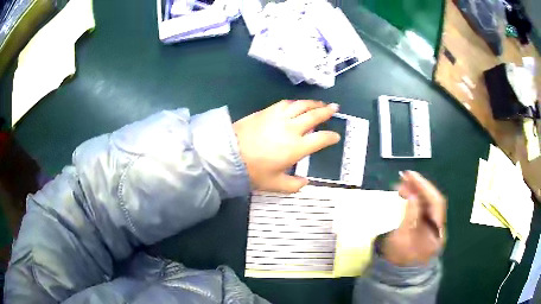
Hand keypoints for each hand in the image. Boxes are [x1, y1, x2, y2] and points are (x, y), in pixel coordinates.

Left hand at [233, 100, 339, 192]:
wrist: (228, 155)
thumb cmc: (253, 171)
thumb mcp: (274, 184)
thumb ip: (293, 185)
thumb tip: (304, 182)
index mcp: (297, 147)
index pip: (320, 139)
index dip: (330, 137)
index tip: (335, 136)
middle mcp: (291, 129)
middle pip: (313, 116)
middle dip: (326, 111)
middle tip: (334, 108)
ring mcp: (278, 117)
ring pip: (300, 106)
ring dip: (312, 103)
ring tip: (320, 103)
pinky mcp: (266, 111)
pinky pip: (285, 103)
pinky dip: (295, 102)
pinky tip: (297, 104)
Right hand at [381, 171, 446, 265]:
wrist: (399, 276)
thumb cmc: (399, 259)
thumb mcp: (401, 238)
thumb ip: (409, 215)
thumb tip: (412, 194)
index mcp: (436, 230)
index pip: (435, 202)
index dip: (424, 186)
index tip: (410, 175)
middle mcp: (438, 226)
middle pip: (433, 201)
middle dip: (419, 187)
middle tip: (403, 178)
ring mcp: (433, 227)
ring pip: (428, 204)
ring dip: (417, 192)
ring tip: (402, 185)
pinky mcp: (426, 228)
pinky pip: (423, 209)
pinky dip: (415, 200)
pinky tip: (406, 196)